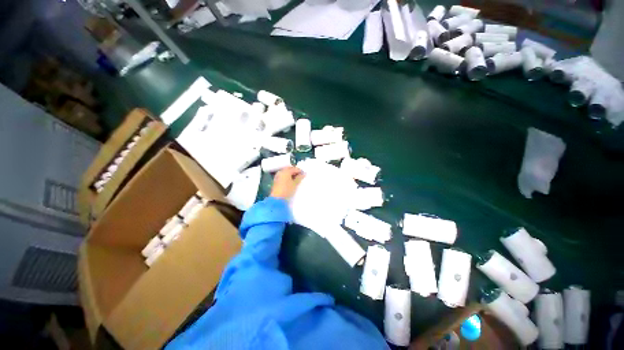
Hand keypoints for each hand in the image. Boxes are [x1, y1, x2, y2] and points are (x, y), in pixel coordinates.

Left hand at [270, 167, 304, 198]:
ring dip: (291, 174)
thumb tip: (303, 174)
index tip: (304, 174)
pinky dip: (287, 177)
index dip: (300, 171)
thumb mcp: (295, 184)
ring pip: (286, 172)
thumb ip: (299, 178)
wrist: (277, 198)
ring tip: (296, 179)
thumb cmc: (287, 190)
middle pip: (289, 169)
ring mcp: (278, 175)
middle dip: (295, 172)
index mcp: (286, 171)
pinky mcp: (276, 180)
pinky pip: (283, 176)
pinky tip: (290, 181)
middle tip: (300, 176)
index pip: (294, 169)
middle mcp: (281, 171)